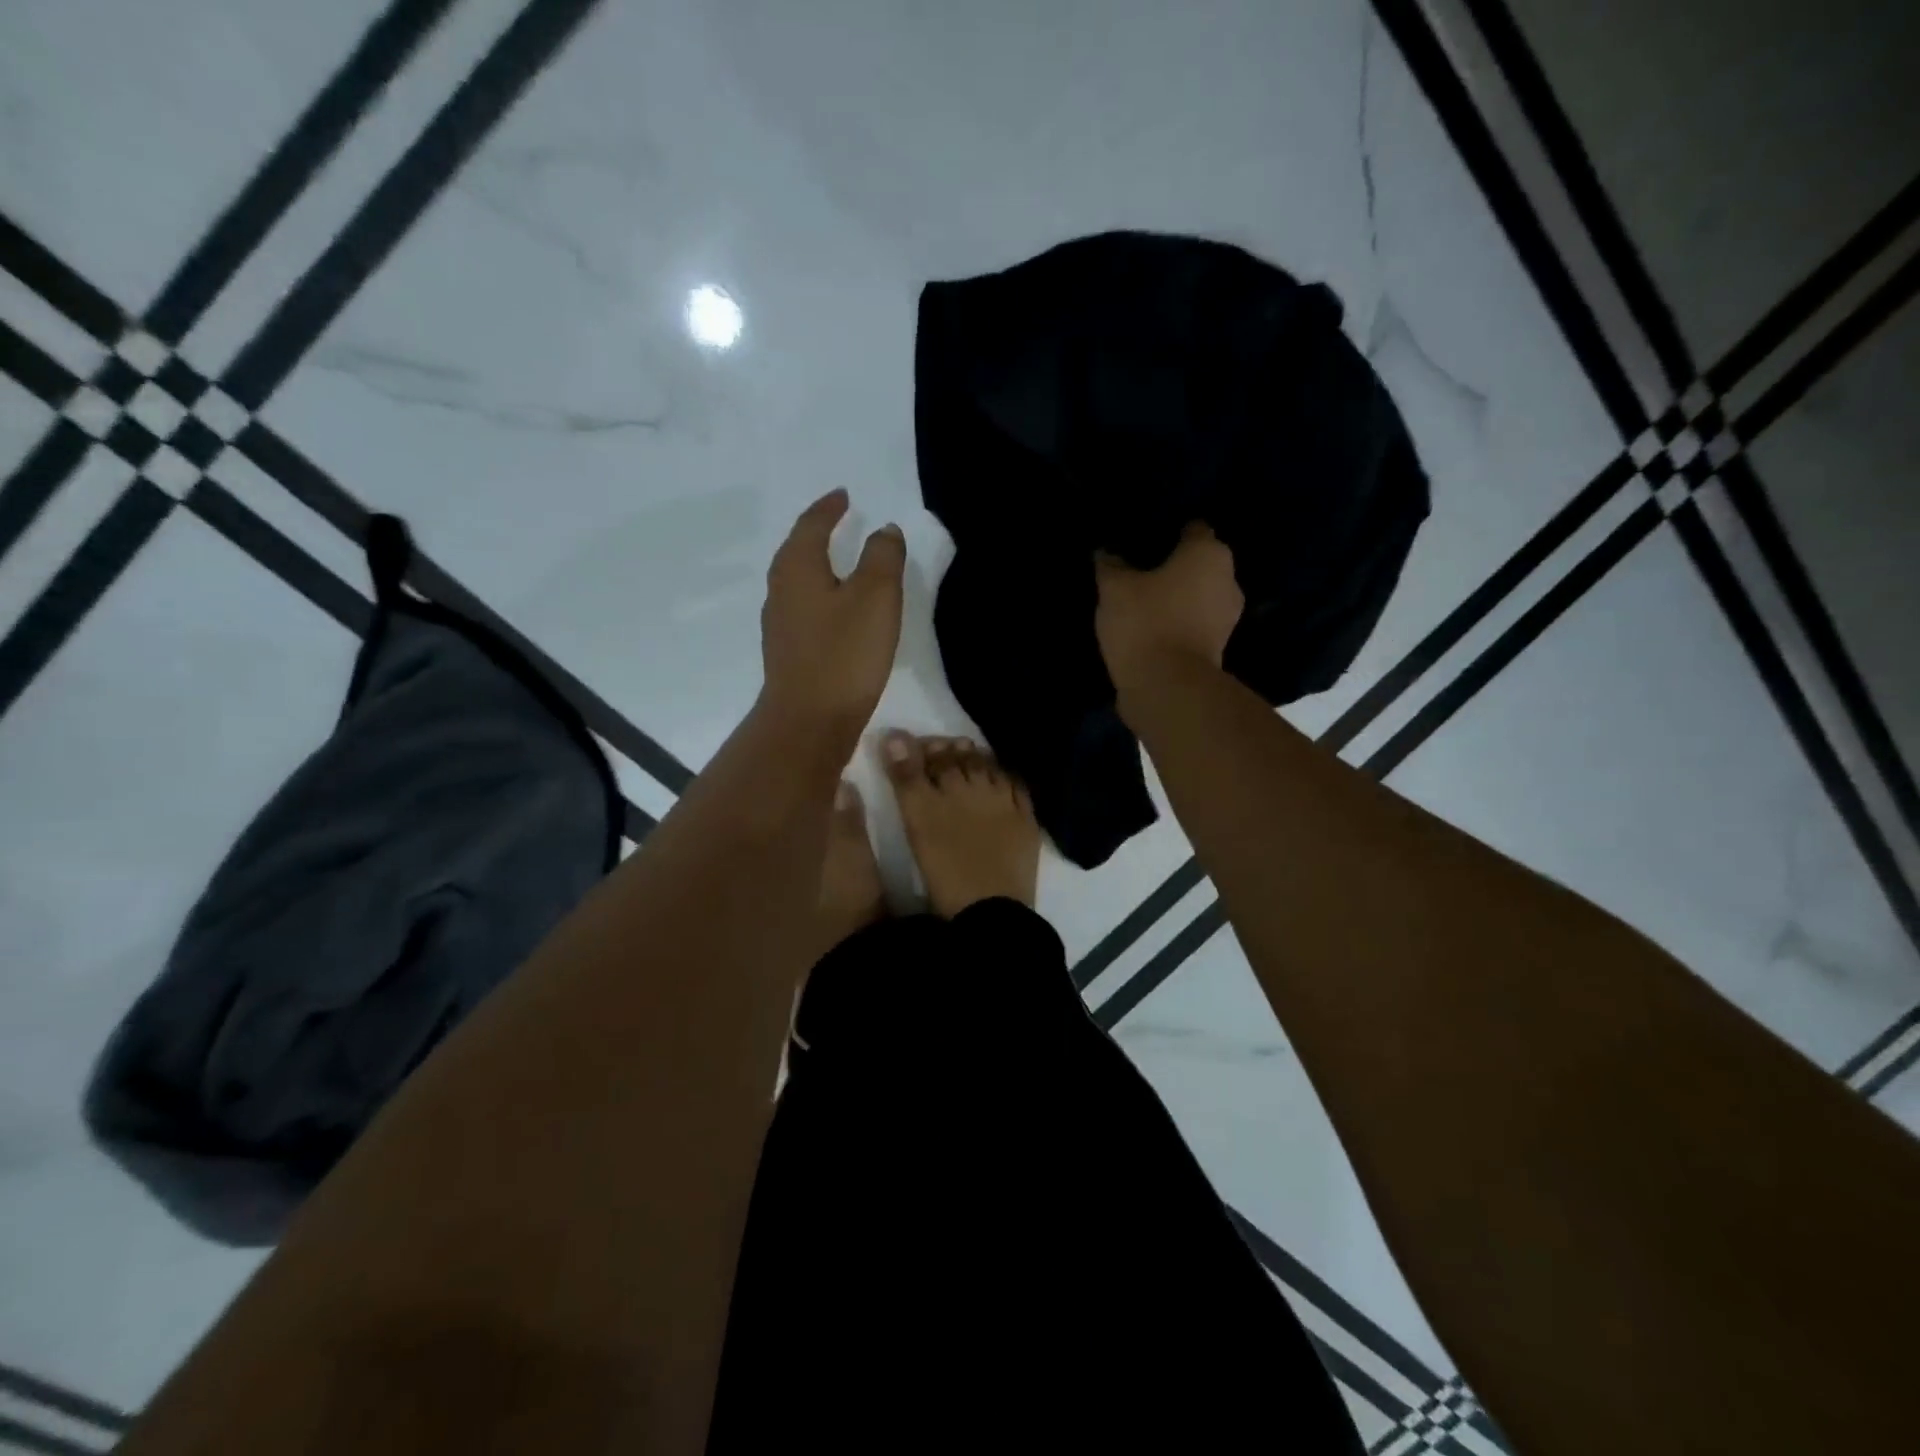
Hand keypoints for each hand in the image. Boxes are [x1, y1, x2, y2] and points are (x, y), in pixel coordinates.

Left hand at [760, 489, 905, 739]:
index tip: (843, 495)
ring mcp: (780, 624)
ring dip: (816, 564)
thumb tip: (884, 530)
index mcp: (797, 568)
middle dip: (817, 532)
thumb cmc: (844, 654)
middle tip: (838, 520)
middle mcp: (780, 591)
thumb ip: (882, 557)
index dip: (828, 508)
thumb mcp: (875, 597)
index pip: (811, 525)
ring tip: (840, 560)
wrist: (809, 721)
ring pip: (797, 580)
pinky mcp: (788, 652)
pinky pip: (803, 607)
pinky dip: (819, 594)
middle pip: (796, 550)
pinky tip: (835, 609)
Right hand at [1094, 522, 1243, 689]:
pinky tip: (1152, 628)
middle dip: (1175, 565)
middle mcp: (1228, 579)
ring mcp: (1228, 617)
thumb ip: (1111, 565)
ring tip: (1143, 601)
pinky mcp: (1218, 647)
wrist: (1167, 687)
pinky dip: (1179, 622)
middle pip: (1200, 563)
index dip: (1169, 532)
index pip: (1193, 529)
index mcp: (1208, 553)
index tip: (1144, 540)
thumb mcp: (1114, 589)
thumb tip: (1106, 553)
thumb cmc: (1145, 622)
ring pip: (1199, 595)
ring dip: (1178, 597)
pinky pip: (1195, 623)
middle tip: (1140, 571)